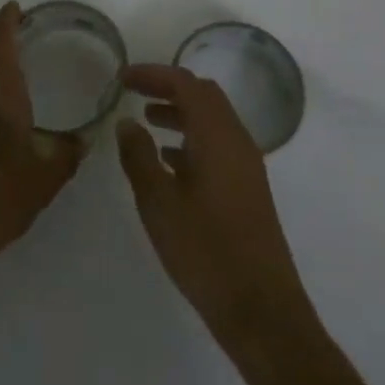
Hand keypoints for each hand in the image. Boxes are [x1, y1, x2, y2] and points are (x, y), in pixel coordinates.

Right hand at [117, 64, 311, 340]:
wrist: (262, 310)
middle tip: (134, 93)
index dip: (152, 74)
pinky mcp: (247, 188)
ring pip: (211, 120)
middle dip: (168, 87)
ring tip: (146, 121)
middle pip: (203, 95)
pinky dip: (191, 138)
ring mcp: (246, 165)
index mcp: (217, 135)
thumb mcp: (159, 203)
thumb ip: (139, 157)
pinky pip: (217, 144)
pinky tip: (168, 161)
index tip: (122, 77)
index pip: (185, 83)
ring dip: (180, 112)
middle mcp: (236, 140)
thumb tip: (127, 122)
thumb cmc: (206, 251)